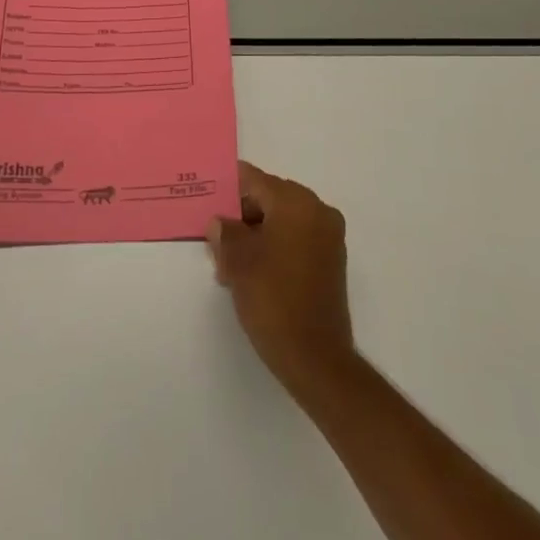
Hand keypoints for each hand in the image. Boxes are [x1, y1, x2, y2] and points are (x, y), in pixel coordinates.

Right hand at [207, 161, 355, 397]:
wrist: (316, 359)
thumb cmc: (273, 300)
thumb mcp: (238, 262)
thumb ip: (225, 232)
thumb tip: (220, 222)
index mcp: (296, 202)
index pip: (255, 180)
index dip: (229, 188)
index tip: (208, 197)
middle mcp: (318, 211)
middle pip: (270, 198)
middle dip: (242, 216)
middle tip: (215, 239)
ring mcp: (329, 237)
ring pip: (283, 221)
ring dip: (257, 234)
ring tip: (230, 264)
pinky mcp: (332, 261)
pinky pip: (297, 239)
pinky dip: (275, 247)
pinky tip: (254, 272)